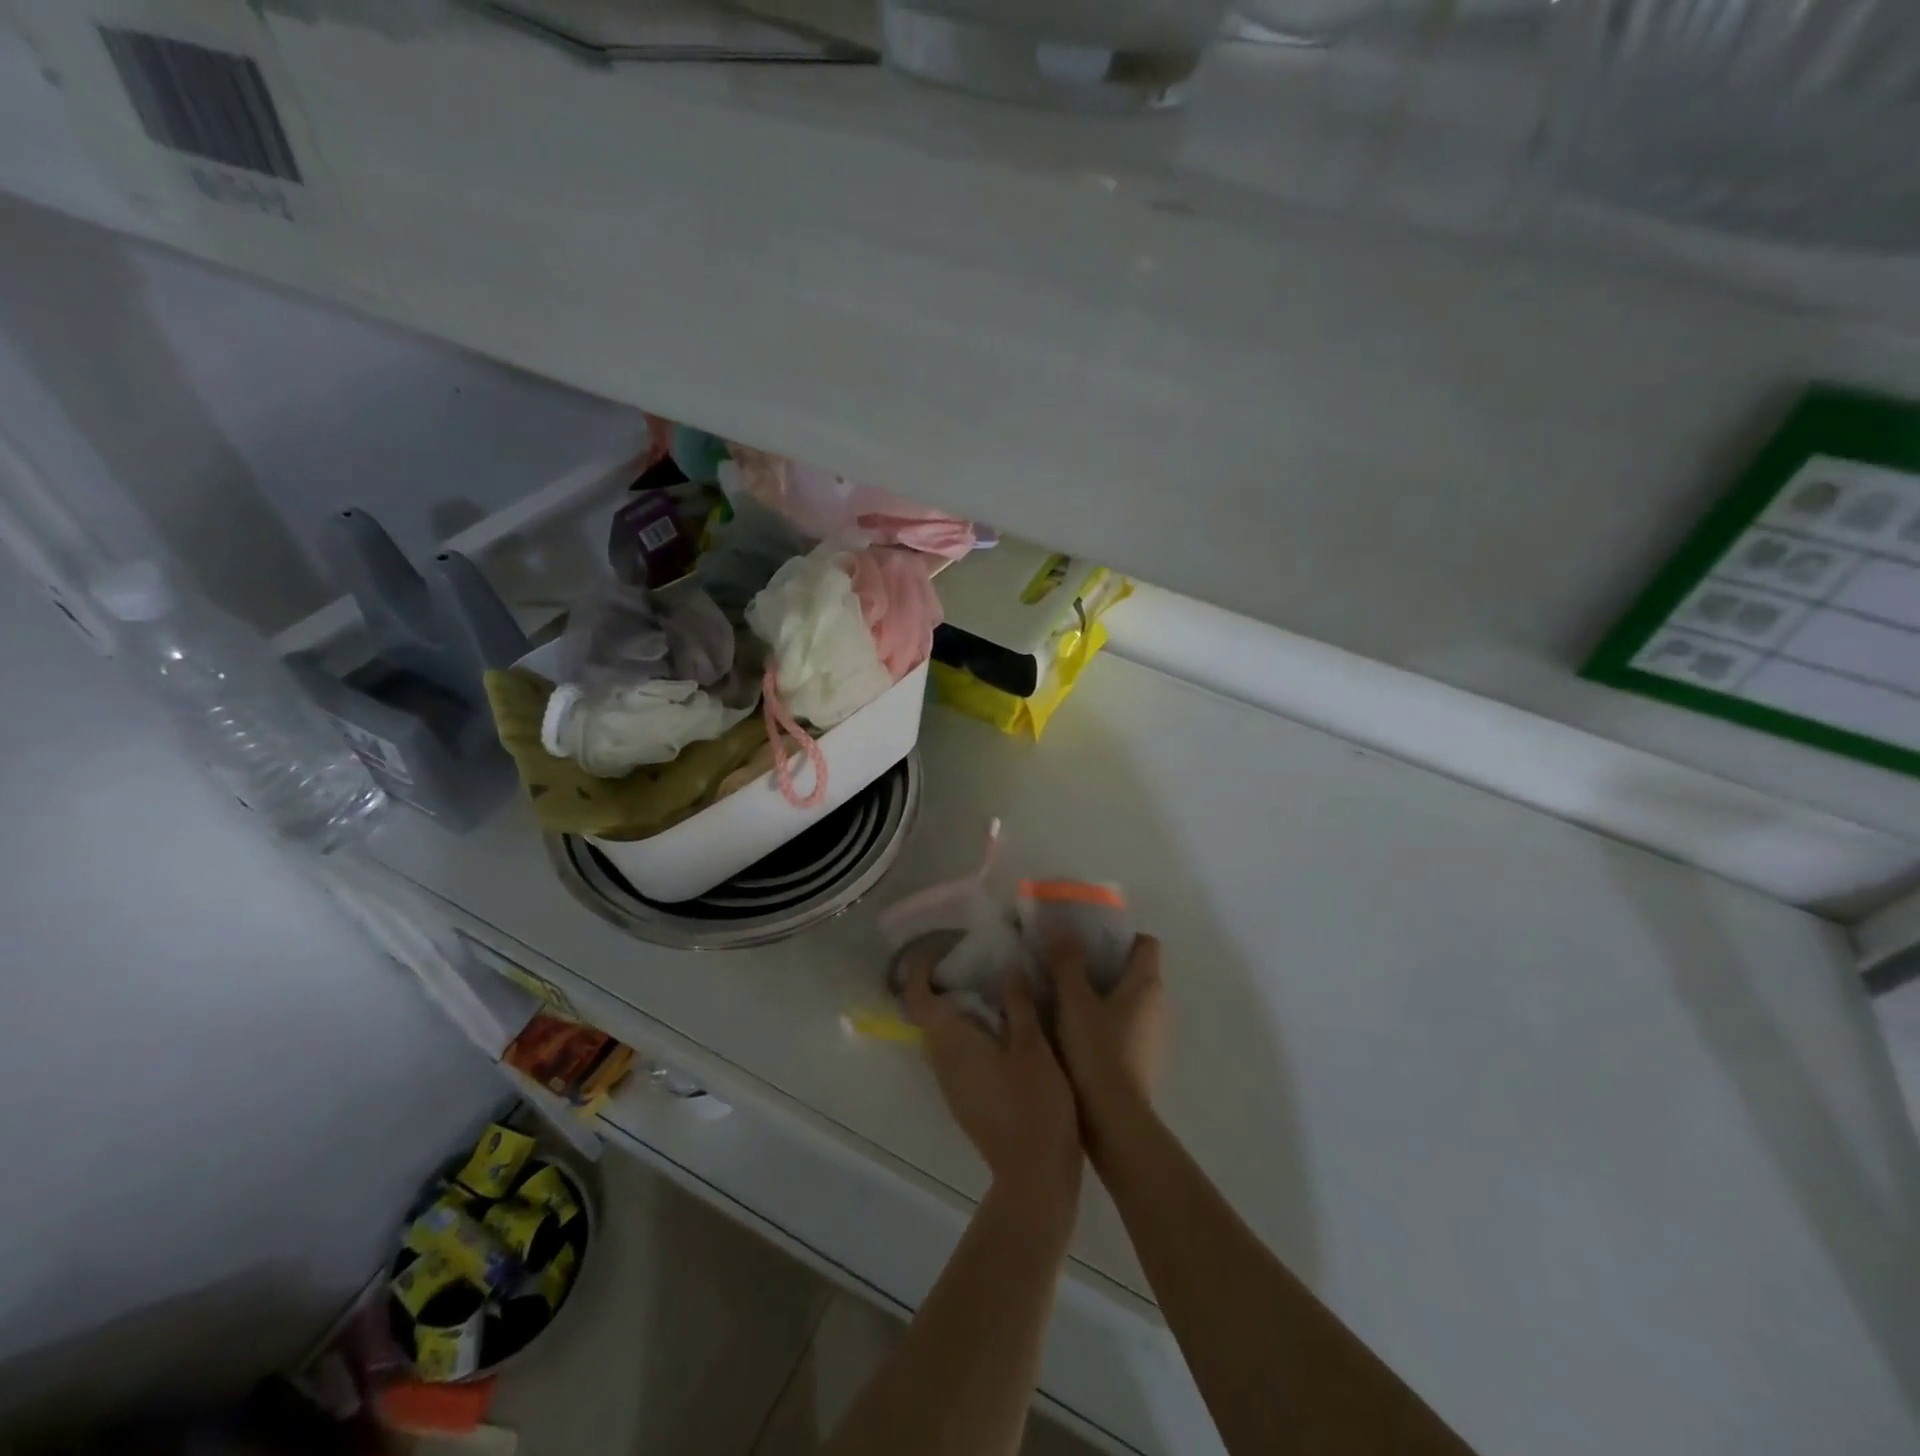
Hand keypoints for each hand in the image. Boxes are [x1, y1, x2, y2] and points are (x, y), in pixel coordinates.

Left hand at [904, 958, 1081, 1205]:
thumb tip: (1008, 966)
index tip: (942, 949)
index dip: (921, 970)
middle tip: (976, 963)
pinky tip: (1002, 1030)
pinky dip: (968, 1033)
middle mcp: (942, 1061)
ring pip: (943, 1036)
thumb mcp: (1033, 1047)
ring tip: (993, 990)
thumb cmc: (1034, 1104)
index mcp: (952, 1042)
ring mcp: (951, 1085)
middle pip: (927, 1015)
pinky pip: (956, 1054)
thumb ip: (1018, 1004)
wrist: (1035, 1176)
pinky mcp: (965, 1100)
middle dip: (943, 985)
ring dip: (958, 1010)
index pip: (917, 998)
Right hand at [1050, 934, 1165, 1156]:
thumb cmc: (1096, 1050)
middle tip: (1067, 961)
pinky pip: (1123, 1024)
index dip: (1119, 936)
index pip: (1145, 943)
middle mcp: (1158, 1005)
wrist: (1113, 1119)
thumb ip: (1066, 962)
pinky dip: (1104, 1019)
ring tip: (1064, 993)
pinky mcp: (1141, 1058)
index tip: (1088, 938)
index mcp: (1147, 984)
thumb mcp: (1073, 1001)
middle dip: (1103, 963)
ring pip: (1127, 999)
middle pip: (1134, 970)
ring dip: (1101, 992)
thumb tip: (1060, 927)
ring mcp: (1152, 1034)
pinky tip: (1073, 1027)